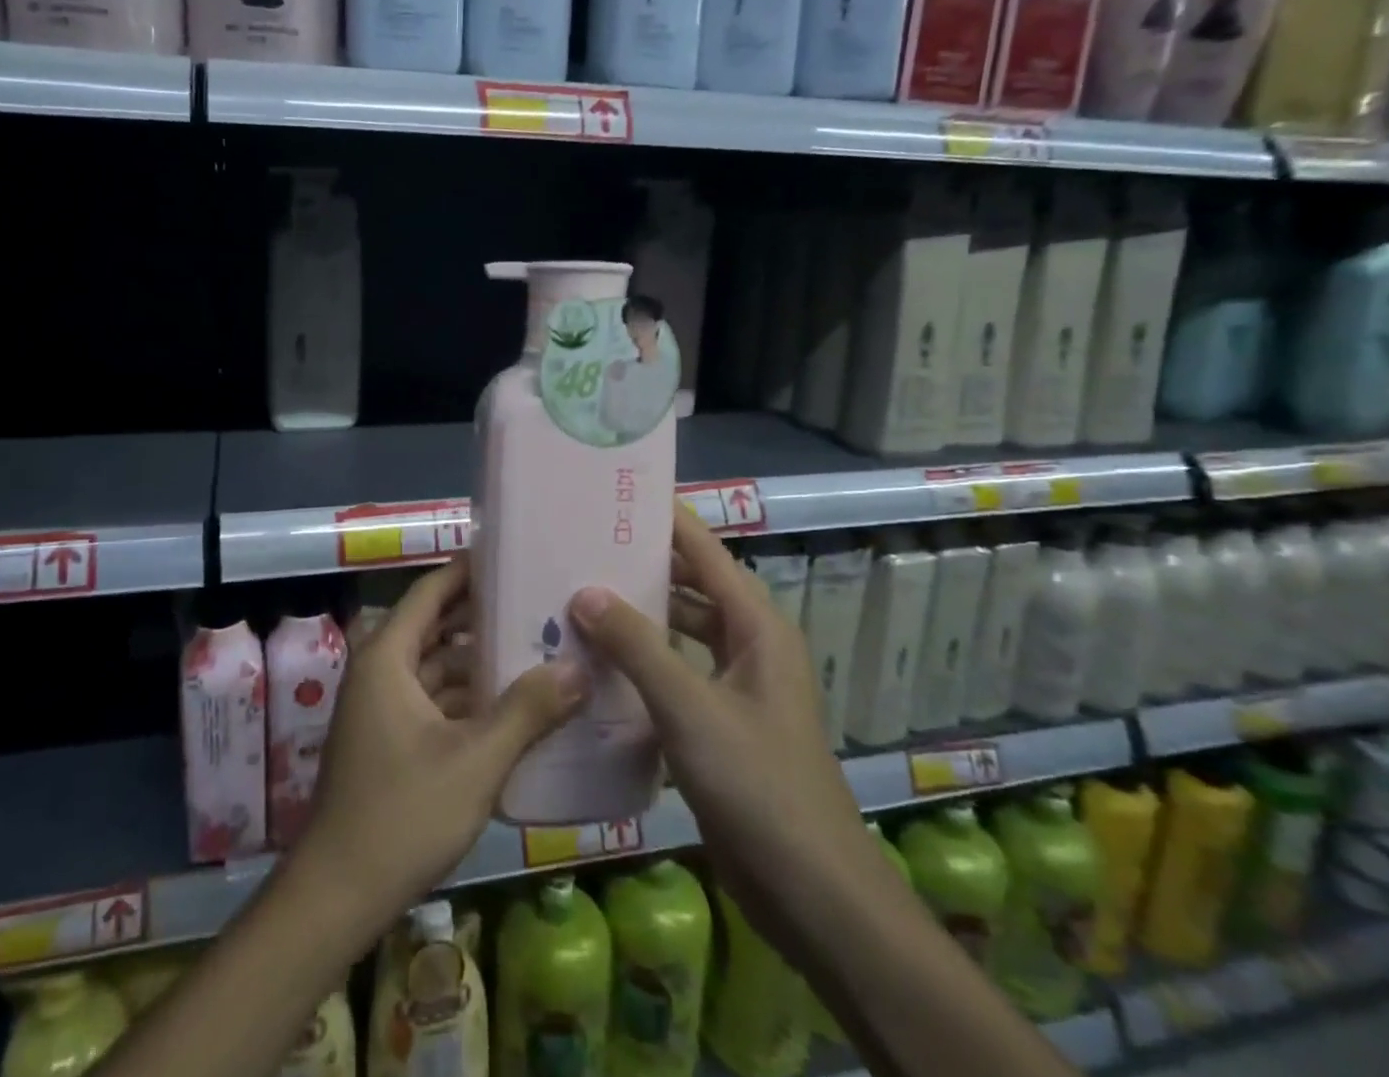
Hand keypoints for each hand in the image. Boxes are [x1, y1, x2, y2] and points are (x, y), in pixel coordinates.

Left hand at [294, 557, 587, 920]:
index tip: (512, 557)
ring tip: (536, 650)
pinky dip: (467, 698)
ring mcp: (382, 708)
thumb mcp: (475, 760)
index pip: (430, 592)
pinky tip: (512, 707)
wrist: (338, 895)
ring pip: (436, 667)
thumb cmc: (402, 813)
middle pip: (435, 627)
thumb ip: (528, 711)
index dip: (468, 571)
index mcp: (387, 657)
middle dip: (482, 617)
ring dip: (478, 661)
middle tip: (539, 604)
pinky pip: (433, 700)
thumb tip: (579, 668)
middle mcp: (380, 671)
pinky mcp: (389, 740)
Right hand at [568, 505, 879, 939]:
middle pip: (690, 586)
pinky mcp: (719, 723)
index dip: (665, 519)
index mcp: (756, 625)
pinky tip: (596, 663)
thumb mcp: (690, 708)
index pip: (705, 550)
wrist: (812, 893)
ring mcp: (735, 686)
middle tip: (580, 545)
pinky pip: (674, 673)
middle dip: (641, 566)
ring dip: (637, 618)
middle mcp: (748, 644)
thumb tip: (585, 591)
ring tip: (576, 598)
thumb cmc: (759, 784)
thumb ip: (637, 646)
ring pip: (679, 631)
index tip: (613, 495)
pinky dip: (640, 662)